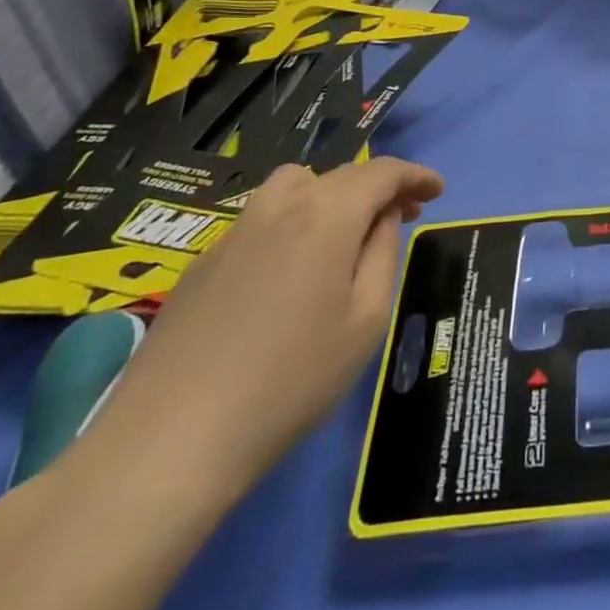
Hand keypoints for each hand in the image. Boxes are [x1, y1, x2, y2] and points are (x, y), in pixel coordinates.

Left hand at [77, 158, 443, 502]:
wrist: (172, 437)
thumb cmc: (291, 380)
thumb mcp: (365, 320)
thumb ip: (382, 253)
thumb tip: (383, 217)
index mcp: (327, 214)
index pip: (382, 171)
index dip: (414, 175)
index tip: (437, 191)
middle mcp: (281, 205)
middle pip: (340, 174)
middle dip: (378, 187)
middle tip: (402, 217)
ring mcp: (236, 229)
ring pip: (294, 186)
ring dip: (330, 195)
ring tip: (343, 235)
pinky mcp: (204, 259)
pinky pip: (262, 219)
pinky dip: (292, 223)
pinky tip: (290, 272)